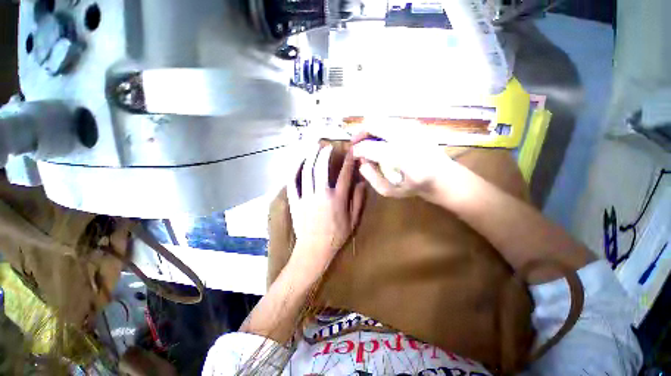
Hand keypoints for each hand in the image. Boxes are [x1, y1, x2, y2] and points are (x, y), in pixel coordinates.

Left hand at [288, 143, 365, 272]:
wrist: (314, 250)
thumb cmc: (336, 236)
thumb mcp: (353, 221)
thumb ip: (358, 201)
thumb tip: (362, 183)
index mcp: (337, 199)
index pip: (344, 175)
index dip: (348, 161)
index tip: (350, 151)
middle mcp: (321, 194)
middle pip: (321, 168)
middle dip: (325, 154)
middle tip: (327, 146)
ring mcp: (306, 197)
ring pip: (306, 172)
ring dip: (310, 157)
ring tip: (313, 148)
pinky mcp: (295, 201)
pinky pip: (293, 183)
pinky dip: (295, 170)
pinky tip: (298, 162)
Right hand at [350, 121, 458, 199]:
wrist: (443, 176)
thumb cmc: (415, 186)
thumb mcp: (390, 191)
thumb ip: (371, 177)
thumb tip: (362, 161)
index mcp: (402, 158)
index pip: (370, 148)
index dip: (357, 150)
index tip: (353, 155)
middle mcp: (407, 137)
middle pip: (373, 124)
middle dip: (360, 133)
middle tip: (356, 143)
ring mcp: (412, 127)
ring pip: (380, 119)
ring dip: (370, 130)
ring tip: (368, 142)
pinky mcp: (414, 124)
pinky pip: (389, 121)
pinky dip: (380, 128)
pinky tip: (381, 140)